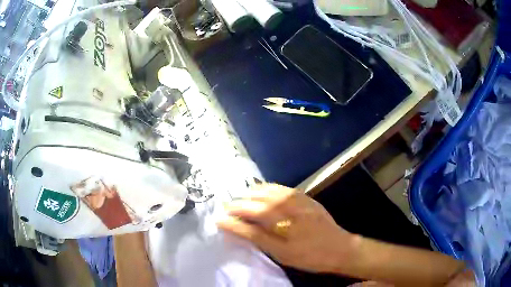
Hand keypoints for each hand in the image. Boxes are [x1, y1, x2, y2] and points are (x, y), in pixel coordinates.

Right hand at [217, 183, 356, 273]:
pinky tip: (264, 192)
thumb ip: (255, 237)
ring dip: (252, 193)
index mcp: (280, 220)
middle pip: (257, 199)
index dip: (233, 215)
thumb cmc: (309, 256)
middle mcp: (288, 205)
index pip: (250, 213)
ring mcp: (298, 199)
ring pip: (269, 190)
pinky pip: (282, 188)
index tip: (221, 217)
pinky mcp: (306, 197)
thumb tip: (232, 226)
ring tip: (242, 199)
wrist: (340, 248)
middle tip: (229, 208)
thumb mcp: (281, 253)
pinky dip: (268, 189)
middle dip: (240, 202)